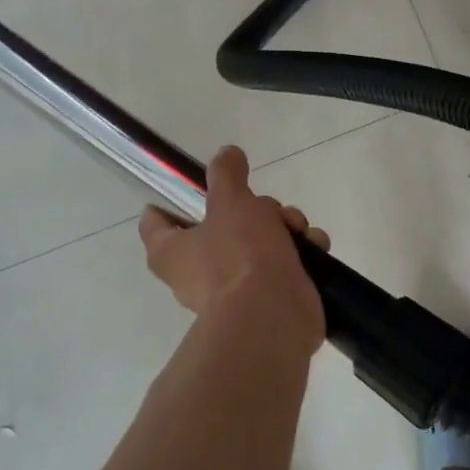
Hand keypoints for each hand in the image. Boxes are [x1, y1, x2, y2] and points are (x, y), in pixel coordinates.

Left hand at [138, 145, 329, 350]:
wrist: (273, 316)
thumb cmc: (240, 255)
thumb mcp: (231, 202)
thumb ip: (227, 175)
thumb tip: (226, 153)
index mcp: (172, 252)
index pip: (156, 221)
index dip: (171, 200)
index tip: (195, 185)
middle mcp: (196, 273)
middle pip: (223, 225)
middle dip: (256, 210)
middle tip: (268, 208)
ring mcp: (234, 288)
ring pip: (259, 241)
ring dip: (284, 229)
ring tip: (298, 230)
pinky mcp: (267, 299)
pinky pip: (282, 265)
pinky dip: (300, 254)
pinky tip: (313, 249)